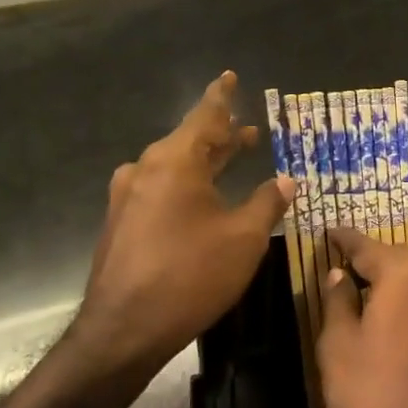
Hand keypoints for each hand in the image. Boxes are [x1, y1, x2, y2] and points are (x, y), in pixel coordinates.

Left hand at [69, 72, 292, 379]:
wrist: (121, 331)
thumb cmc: (190, 276)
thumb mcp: (243, 238)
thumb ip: (267, 202)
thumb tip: (286, 180)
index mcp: (176, 161)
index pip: (205, 116)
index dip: (222, 96)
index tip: (229, 76)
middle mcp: (147, 169)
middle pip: (190, 140)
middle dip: (221, 136)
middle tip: (248, 131)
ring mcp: (128, 196)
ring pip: (175, 166)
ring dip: (205, 161)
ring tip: (231, 159)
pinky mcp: (121, 222)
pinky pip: (160, 188)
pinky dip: (186, 183)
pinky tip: (202, 200)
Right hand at [318, 228, 407, 407]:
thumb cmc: (379, 401)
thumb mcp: (338, 350)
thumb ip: (337, 301)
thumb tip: (339, 274)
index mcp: (407, 272)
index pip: (366, 246)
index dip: (344, 240)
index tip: (330, 232)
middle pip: (403, 260)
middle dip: (378, 263)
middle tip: (352, 271)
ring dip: (406, 288)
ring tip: (383, 303)